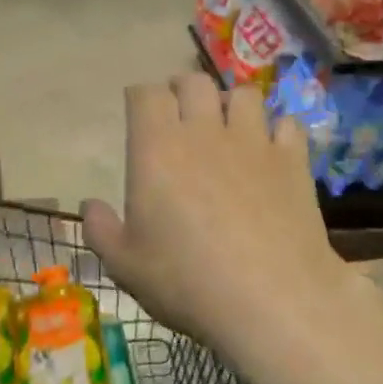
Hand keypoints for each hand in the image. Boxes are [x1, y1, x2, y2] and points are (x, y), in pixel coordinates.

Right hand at [81, 75, 367, 383]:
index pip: (146, 95)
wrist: (271, 301)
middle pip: (194, 82)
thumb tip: (90, 204)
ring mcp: (253, 142)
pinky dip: (277, 128)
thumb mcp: (125, 265)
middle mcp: (204, 132)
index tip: (138, 110)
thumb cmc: (187, 282)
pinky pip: (286, 123)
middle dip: (182, 88)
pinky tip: (272, 148)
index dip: (140, 96)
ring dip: (230, 102)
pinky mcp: (293, 161)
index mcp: (157, 149)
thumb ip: (100, 229)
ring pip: (243, 94)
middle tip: (179, 111)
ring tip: (227, 124)